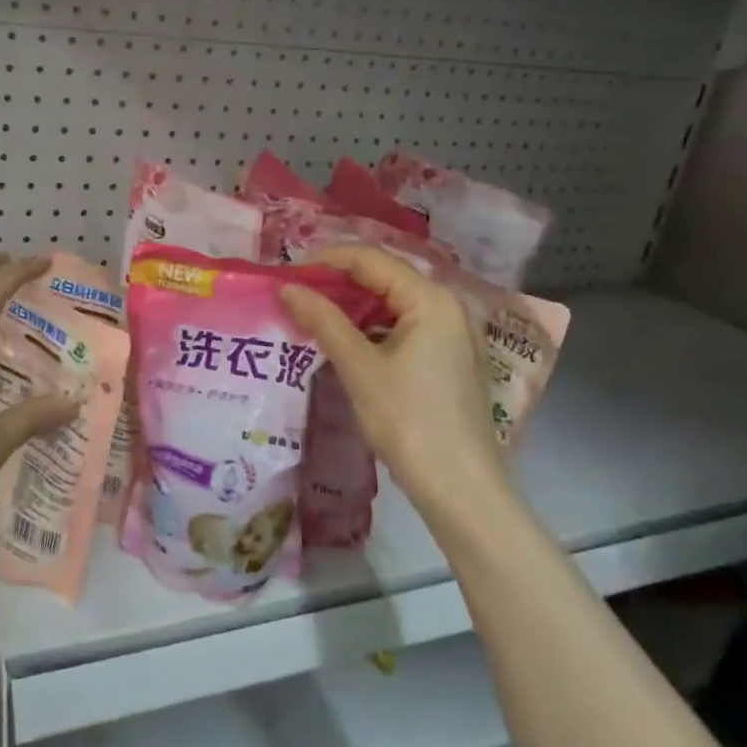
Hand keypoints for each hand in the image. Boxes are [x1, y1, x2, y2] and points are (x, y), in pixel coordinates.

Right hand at [278, 246, 507, 514]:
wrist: (461, 488)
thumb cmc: (409, 422)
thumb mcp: (360, 368)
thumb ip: (323, 320)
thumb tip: (286, 288)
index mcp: (431, 299)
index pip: (371, 259)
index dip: (326, 260)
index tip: (286, 273)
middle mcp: (447, 306)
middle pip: (385, 276)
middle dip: (337, 281)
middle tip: (294, 293)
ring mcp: (452, 332)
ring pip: (393, 302)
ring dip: (352, 304)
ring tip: (311, 314)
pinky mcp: (449, 357)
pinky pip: (404, 325)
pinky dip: (371, 326)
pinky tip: (343, 340)